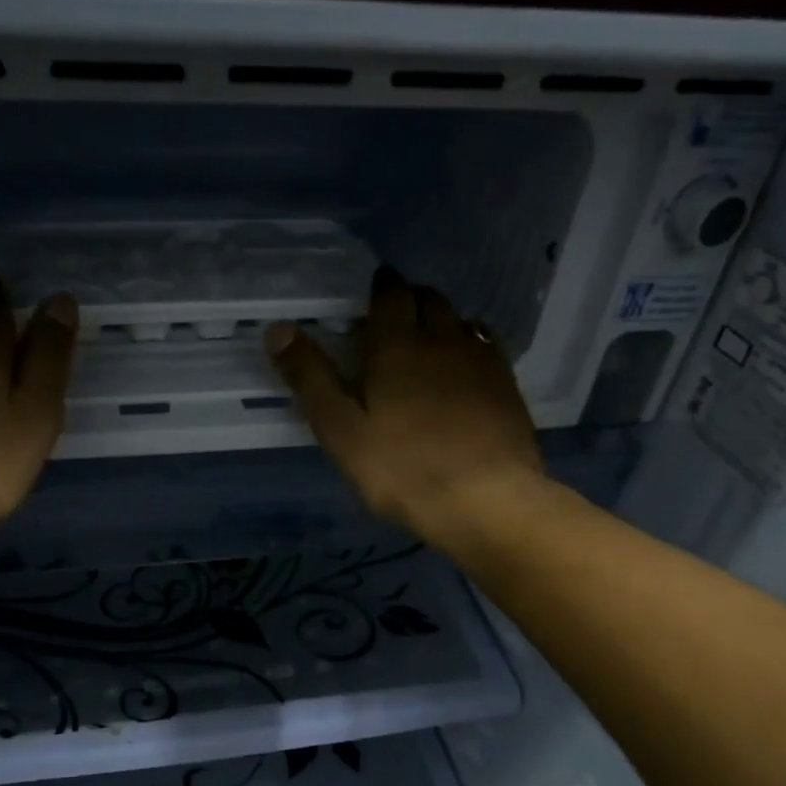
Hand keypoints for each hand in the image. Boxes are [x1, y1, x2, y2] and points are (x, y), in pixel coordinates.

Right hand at [266, 267, 545, 544]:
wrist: (487, 500)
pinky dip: (469, 344)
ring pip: (460, 321)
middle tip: (394, 314)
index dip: (381, 286)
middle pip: (429, 300)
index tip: (374, 289)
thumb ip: (310, 378)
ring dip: (441, 320)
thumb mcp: (340, 429)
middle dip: (410, 298)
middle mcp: (443, 339)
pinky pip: (486, 347)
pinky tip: (464, 368)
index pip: (391, 294)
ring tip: (427, 339)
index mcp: (397, 345)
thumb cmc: (402, 468)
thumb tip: (278, 329)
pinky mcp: (507, 386)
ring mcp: (481, 361)